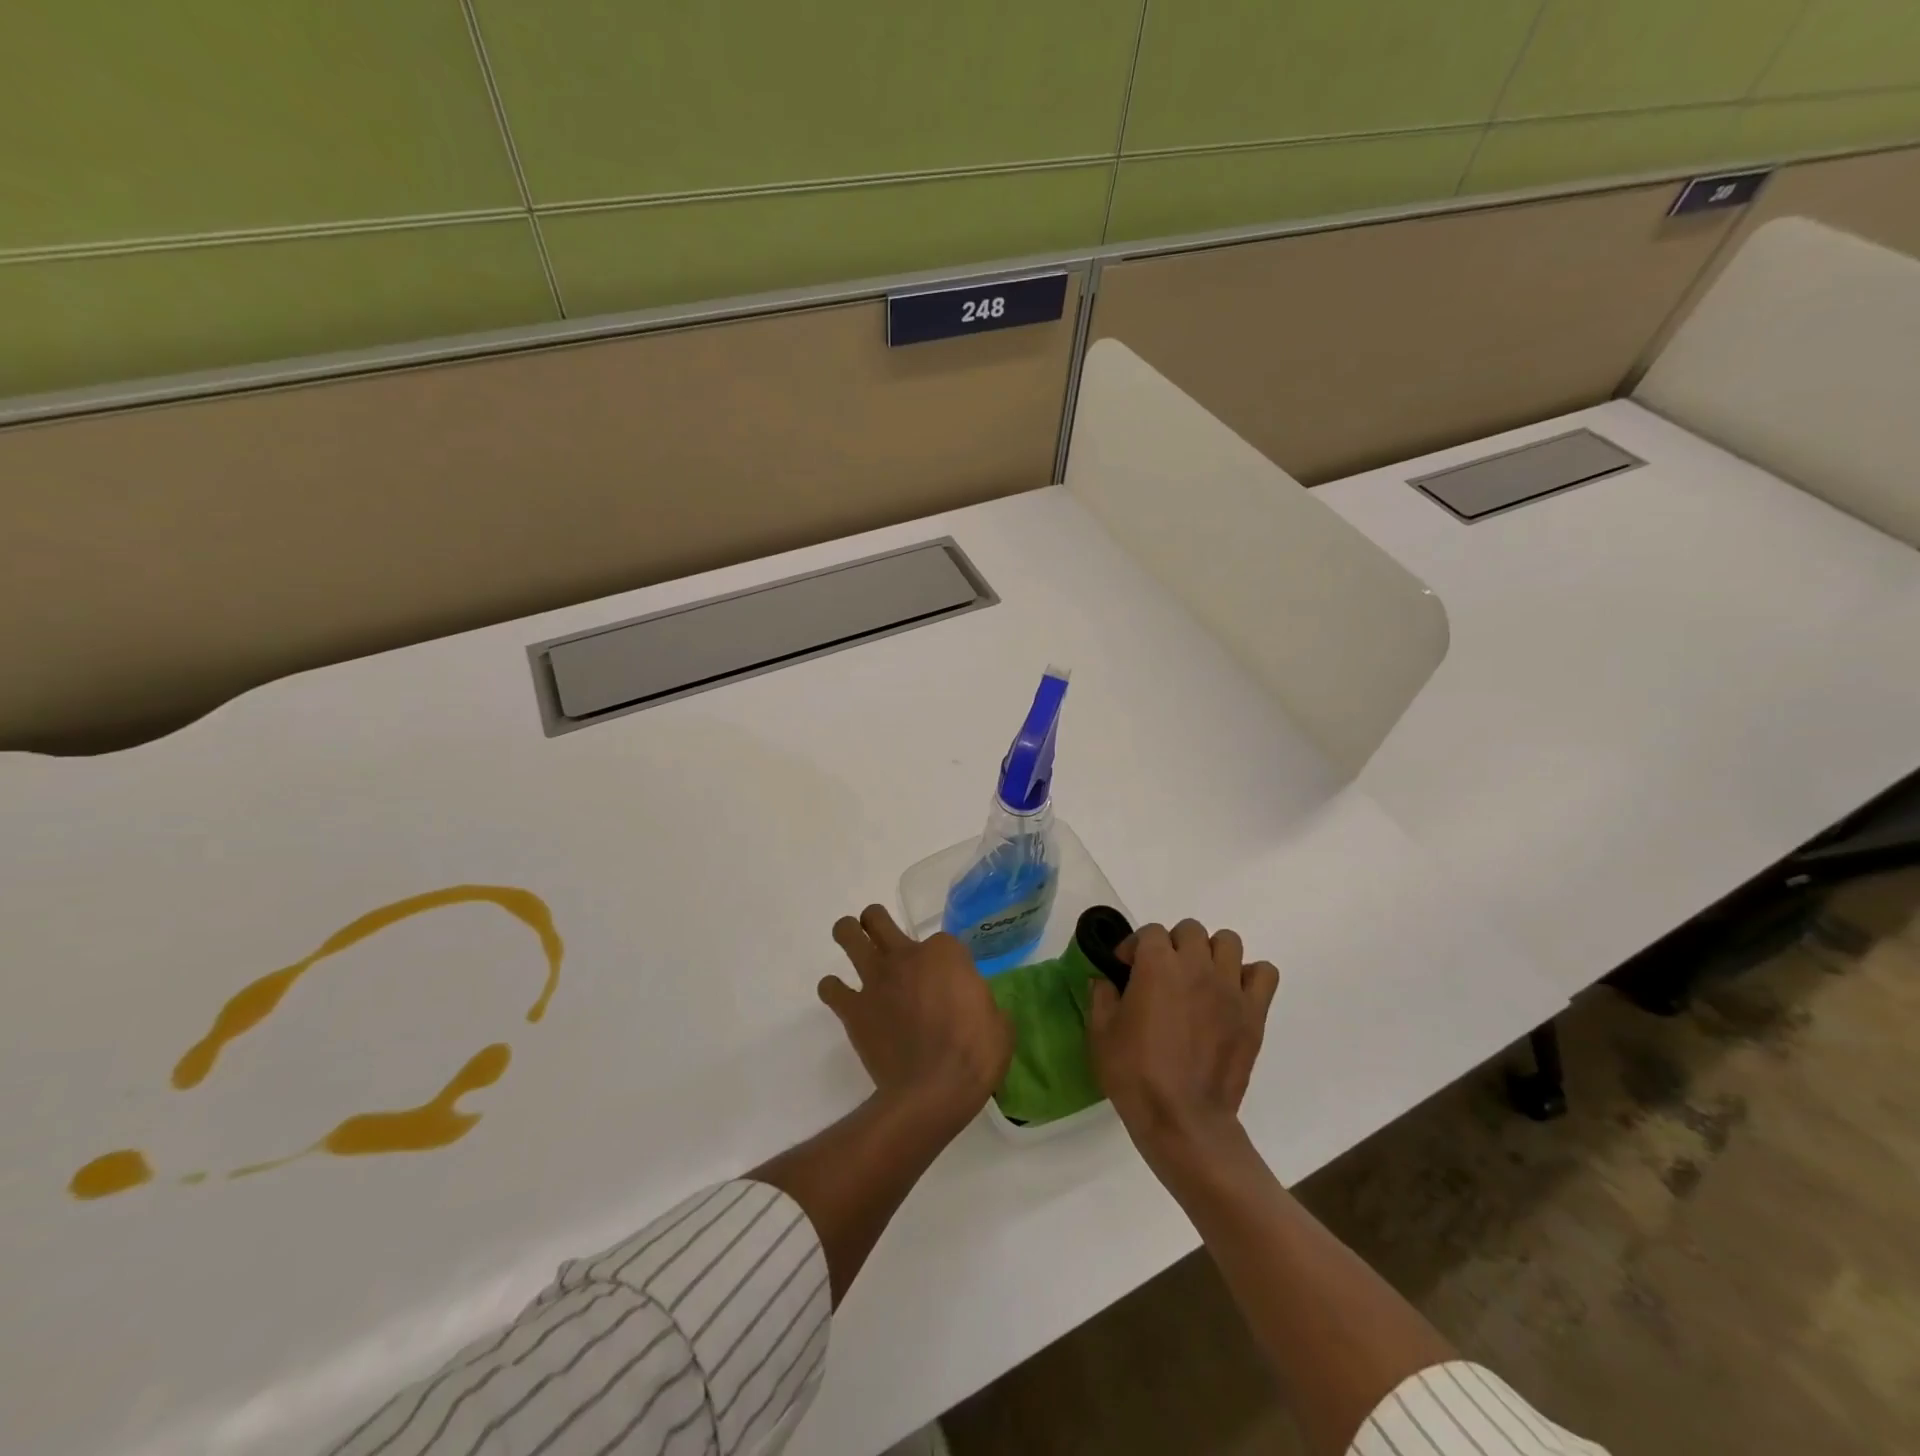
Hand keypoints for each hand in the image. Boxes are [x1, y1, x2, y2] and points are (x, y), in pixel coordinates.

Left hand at [819, 906, 1012, 1127]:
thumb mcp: (998, 1022)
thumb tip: (974, 1007)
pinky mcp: (853, 1009)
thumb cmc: (975, 1055)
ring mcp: (876, 980)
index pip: (941, 940)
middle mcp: (906, 956)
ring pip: (847, 934)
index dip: (944, 960)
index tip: (949, 981)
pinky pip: (830, 988)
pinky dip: (833, 990)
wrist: (935, 1092)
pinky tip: (843, 998)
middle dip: (875, 922)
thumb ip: (982, 1002)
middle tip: (882, 938)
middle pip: (878, 918)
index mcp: (946, 953)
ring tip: (853, 946)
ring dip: (848, 935)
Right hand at [1088, 919, 1278, 1158]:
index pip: (1150, 932)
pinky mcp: (1254, 1013)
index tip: (1126, 969)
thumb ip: (1101, 996)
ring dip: (1211, 953)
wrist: (1183, 1120)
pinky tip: (1231, 995)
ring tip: (1199, 979)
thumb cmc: (1135, 1075)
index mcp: (1157, 965)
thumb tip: (1105, 980)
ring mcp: (1230, 988)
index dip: (1135, 947)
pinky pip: (1264, 974)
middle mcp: (1196, 966)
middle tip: (1163, 974)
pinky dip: (1249, 977)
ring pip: (1229, 942)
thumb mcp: (1100, 1033)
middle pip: (1191, 930)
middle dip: (1173, 944)